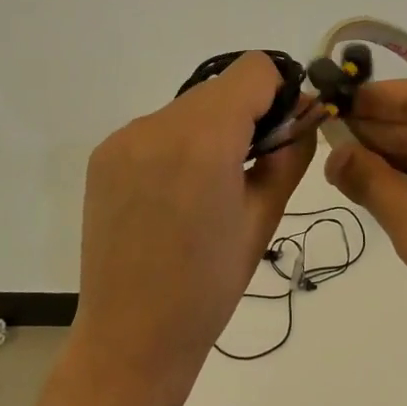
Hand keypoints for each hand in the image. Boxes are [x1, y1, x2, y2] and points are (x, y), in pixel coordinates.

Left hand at [72, 53, 315, 397]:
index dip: (278, 93)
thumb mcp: (264, 218)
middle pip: (219, 88)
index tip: (283, 132)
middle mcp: (157, 124)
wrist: (131, 336)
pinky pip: (156, 129)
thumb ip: (288, 154)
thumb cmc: (209, 287)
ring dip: (209, 130)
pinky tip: (173, 194)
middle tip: (250, 166)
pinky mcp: (103, 154)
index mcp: (204, 140)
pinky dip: (176, 145)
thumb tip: (302, 114)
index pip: (254, 69)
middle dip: (245, 114)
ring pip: (187, 107)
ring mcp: (124, 137)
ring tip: (207, 187)